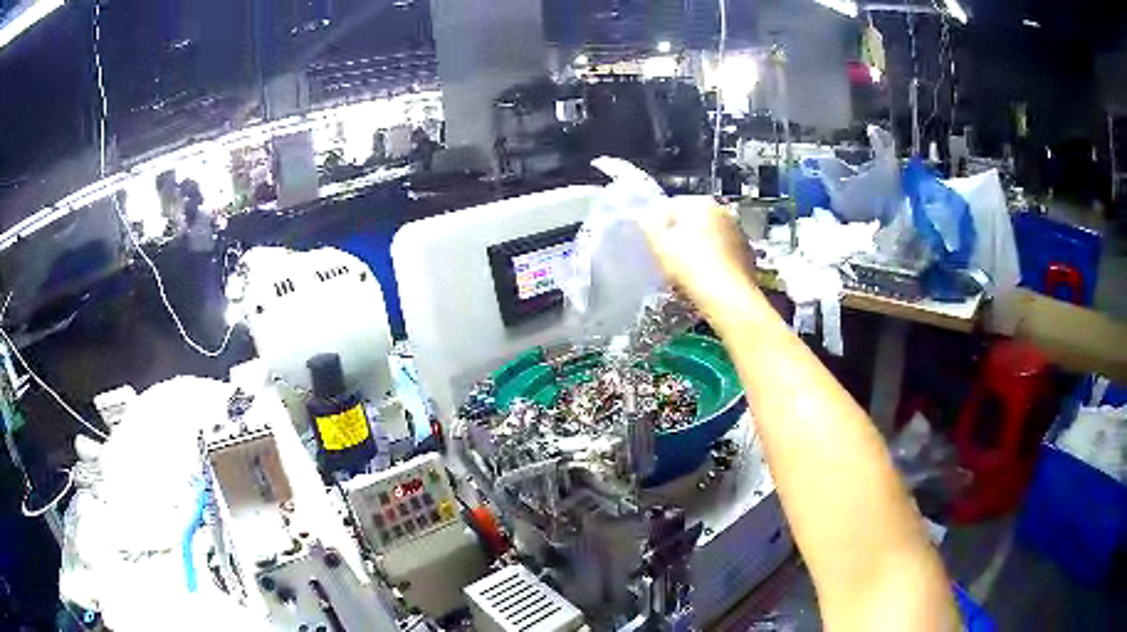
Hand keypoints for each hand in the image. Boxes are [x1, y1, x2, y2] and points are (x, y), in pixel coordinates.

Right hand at [637, 197, 760, 321]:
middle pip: (692, 222)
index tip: (652, 244)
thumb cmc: (690, 266)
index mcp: (700, 202)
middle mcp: (723, 212)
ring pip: (709, 239)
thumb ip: (648, 223)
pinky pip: (722, 257)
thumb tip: (643, 215)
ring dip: (697, 251)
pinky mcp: (747, 256)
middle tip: (666, 260)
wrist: (727, 297)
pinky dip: (713, 265)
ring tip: (684, 274)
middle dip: (680, 237)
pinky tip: (703, 281)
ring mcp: (738, 234)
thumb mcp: (658, 243)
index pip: (670, 206)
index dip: (657, 225)